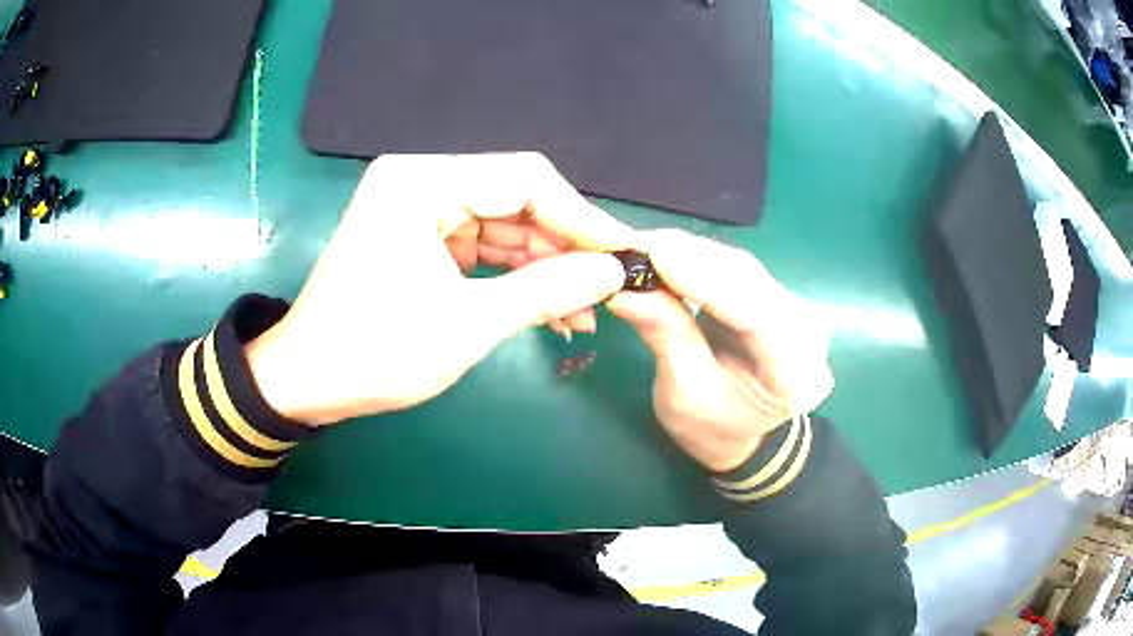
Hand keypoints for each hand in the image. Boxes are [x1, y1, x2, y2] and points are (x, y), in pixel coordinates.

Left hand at [246, 153, 630, 424]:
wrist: (307, 382)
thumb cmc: (374, 353)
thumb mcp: (466, 324)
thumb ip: (546, 290)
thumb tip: (614, 270)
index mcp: (421, 183)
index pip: (525, 178)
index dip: (580, 216)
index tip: (622, 255)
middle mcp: (421, 182)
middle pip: (516, 199)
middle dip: (564, 247)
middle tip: (607, 290)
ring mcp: (419, 209)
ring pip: (504, 225)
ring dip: (544, 266)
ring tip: (584, 311)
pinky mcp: (420, 238)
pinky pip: (482, 246)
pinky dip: (515, 275)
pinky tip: (551, 308)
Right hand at [607, 230, 833, 472]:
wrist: (742, 436)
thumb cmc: (715, 429)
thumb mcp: (684, 395)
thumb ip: (666, 338)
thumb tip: (626, 291)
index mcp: (795, 372)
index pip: (756, 313)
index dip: (706, 278)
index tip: (656, 252)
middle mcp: (806, 331)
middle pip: (749, 280)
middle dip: (689, 256)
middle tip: (633, 244)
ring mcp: (794, 309)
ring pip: (741, 267)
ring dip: (690, 252)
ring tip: (641, 246)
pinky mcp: (775, 296)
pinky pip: (735, 269)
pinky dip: (697, 259)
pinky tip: (665, 252)